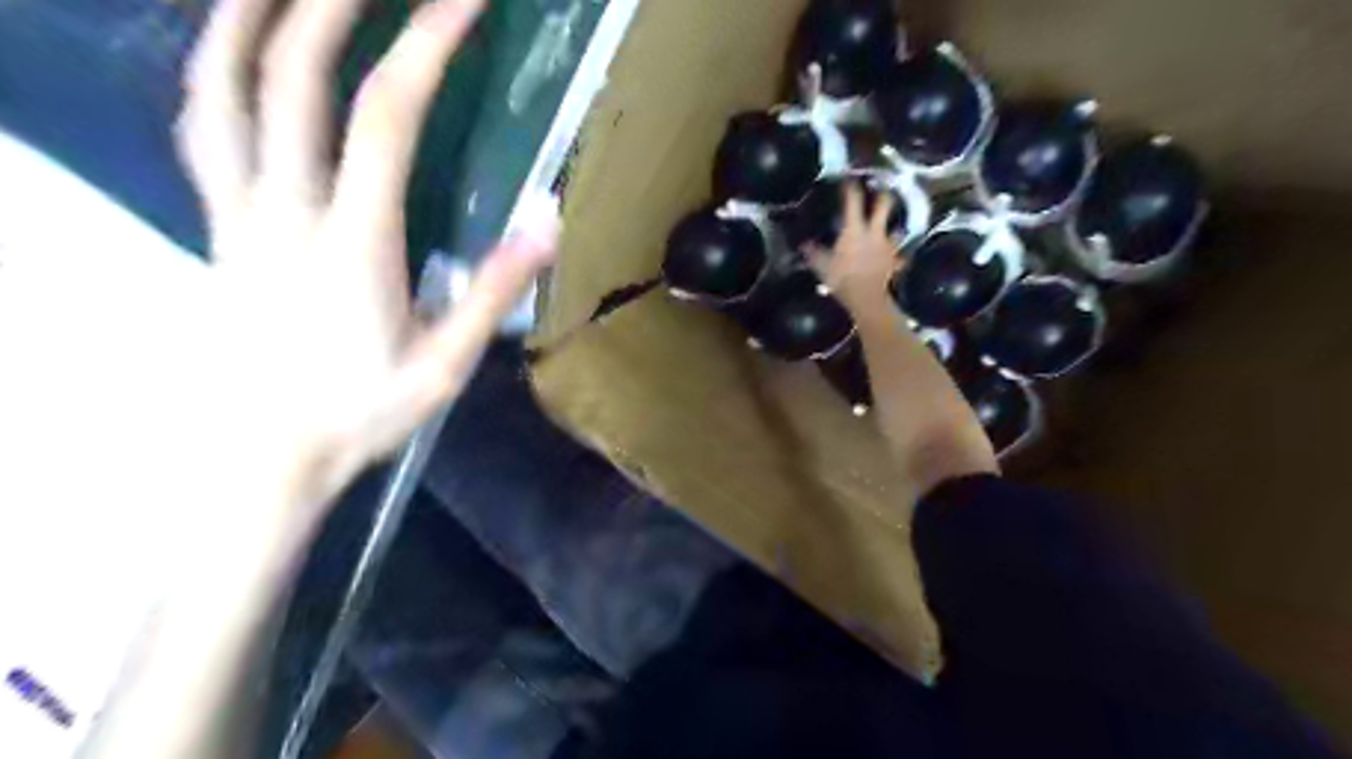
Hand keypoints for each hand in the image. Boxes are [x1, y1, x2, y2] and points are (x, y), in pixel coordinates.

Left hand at [173, 0, 548, 545]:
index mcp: (352, 242)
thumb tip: (546, 222)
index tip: (461, 4)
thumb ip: (493, 292)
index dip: (423, 47)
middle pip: (295, 77)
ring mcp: (236, 212)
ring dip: (250, 16)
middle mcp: (284, 209)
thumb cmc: (360, 414)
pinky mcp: (215, 225)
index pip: (385, 118)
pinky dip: (213, 69)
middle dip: (337, 3)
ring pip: (223, 87)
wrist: (260, 454)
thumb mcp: (445, 365)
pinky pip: (201, 127)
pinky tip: (234, 49)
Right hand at [808, 180, 901, 310]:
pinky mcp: (895, 262)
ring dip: (893, 227)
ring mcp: (887, 247)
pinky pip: (898, 257)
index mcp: (854, 229)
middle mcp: (874, 232)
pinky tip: (896, 259)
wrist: (866, 298)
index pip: (852, 201)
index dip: (850, 188)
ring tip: (891, 226)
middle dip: (883, 194)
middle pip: (884, 205)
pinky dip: (897, 257)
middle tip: (881, 188)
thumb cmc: (842, 278)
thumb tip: (803, 244)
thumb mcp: (821, 266)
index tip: (848, 178)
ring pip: (896, 229)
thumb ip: (814, 253)